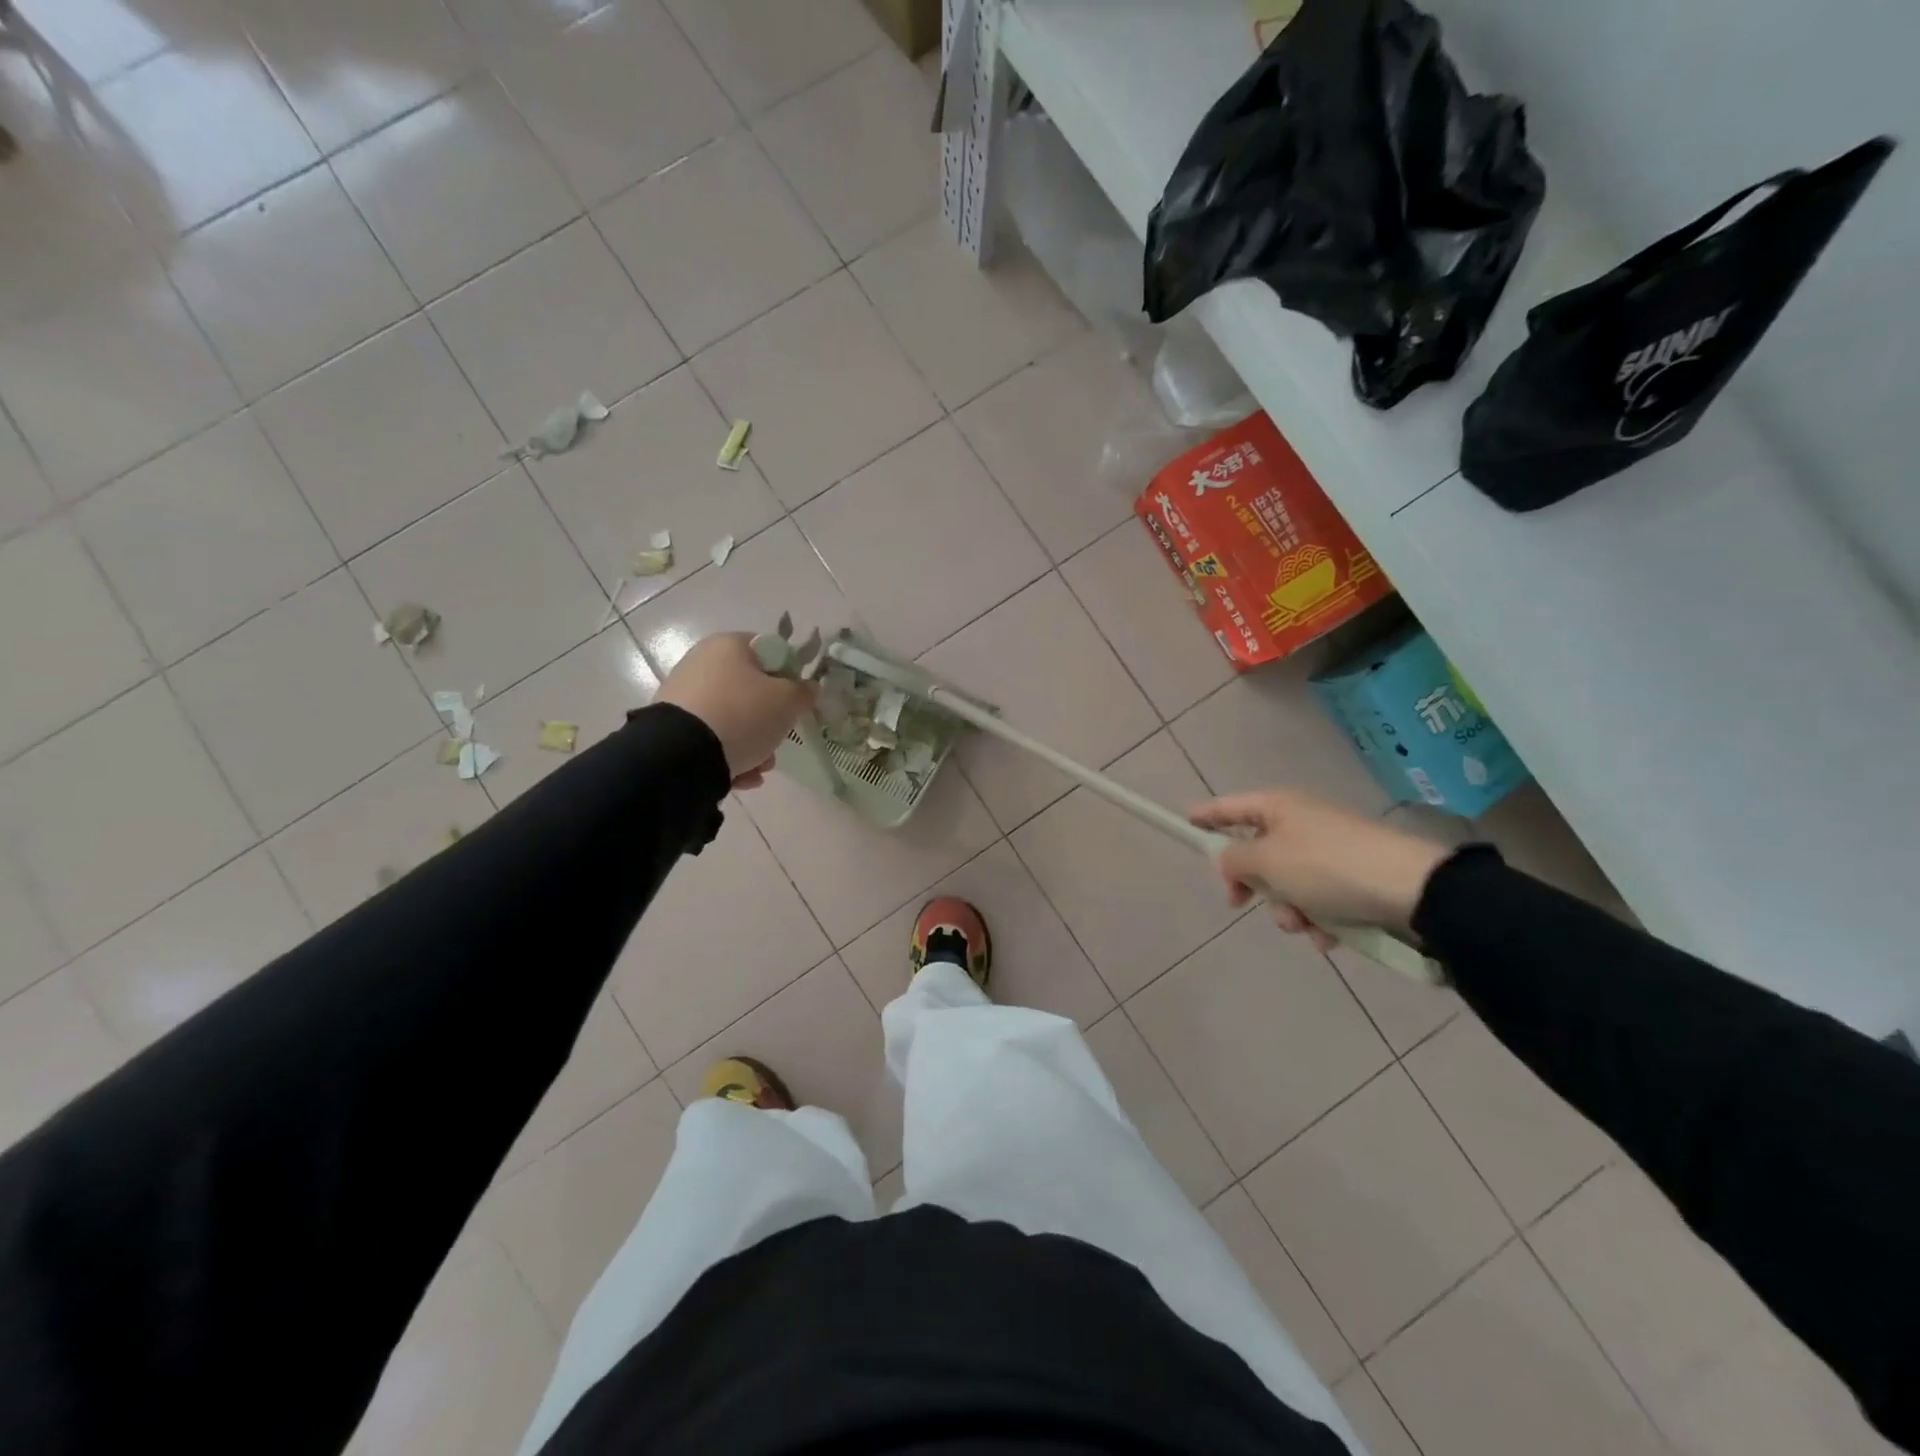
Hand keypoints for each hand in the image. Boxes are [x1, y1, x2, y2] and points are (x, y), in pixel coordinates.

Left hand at [656, 632, 816, 789]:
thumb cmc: (743, 715)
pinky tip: (741, 775)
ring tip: (760, 767)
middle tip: (779, 738)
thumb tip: (807, 688)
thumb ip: (804, 692)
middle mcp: (702, 663)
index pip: (770, 652)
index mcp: (729, 645)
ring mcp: (684, 695)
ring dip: (753, 744)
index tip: (796, 702)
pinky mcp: (671, 727)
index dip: (789, 676)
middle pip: (752, 691)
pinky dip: (729, 756)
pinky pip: (712, 738)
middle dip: (770, 721)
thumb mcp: (788, 702)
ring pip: (733, 719)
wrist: (682, 755)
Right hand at [1190, 788, 1451, 948]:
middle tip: (1242, 903)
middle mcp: (1302, 822)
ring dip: (1288, 909)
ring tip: (1306, 925)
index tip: (1185, 824)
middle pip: (1257, 852)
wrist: (1410, 888)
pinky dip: (1319, 918)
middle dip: (1253, 885)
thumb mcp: (1267, 861)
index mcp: (1278, 807)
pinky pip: (1319, 899)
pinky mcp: (1354, 876)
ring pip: (1287, 883)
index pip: (1229, 807)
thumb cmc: (1326, 867)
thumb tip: (1229, 860)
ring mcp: (1330, 849)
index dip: (1205, 816)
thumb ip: (1235, 860)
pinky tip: (1329, 935)